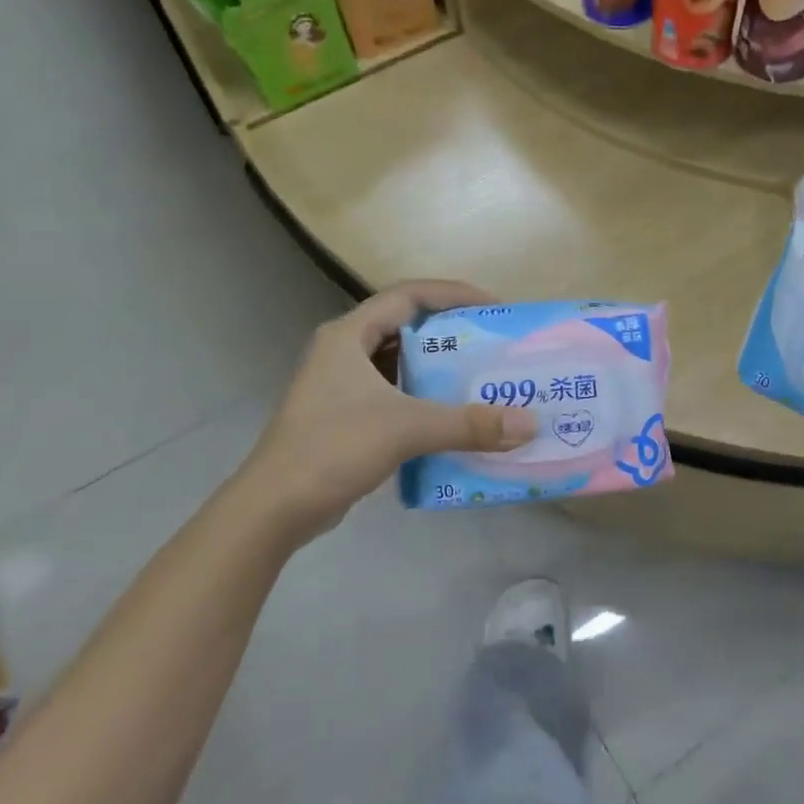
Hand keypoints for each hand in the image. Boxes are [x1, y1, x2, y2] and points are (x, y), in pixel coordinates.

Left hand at [242, 280, 534, 542]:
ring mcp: (340, 385)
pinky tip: (450, 417)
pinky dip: (422, 398)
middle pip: (405, 326)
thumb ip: (468, 424)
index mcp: (349, 335)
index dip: (453, 294)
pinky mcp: (343, 416)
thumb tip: (529, 424)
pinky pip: (393, 393)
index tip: (493, 308)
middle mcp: (343, 351)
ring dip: (437, 368)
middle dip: (450, 332)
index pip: (408, 295)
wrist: (274, 508)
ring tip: (480, 378)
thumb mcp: (406, 429)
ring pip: (398, 363)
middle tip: (492, 345)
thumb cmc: (333, 449)